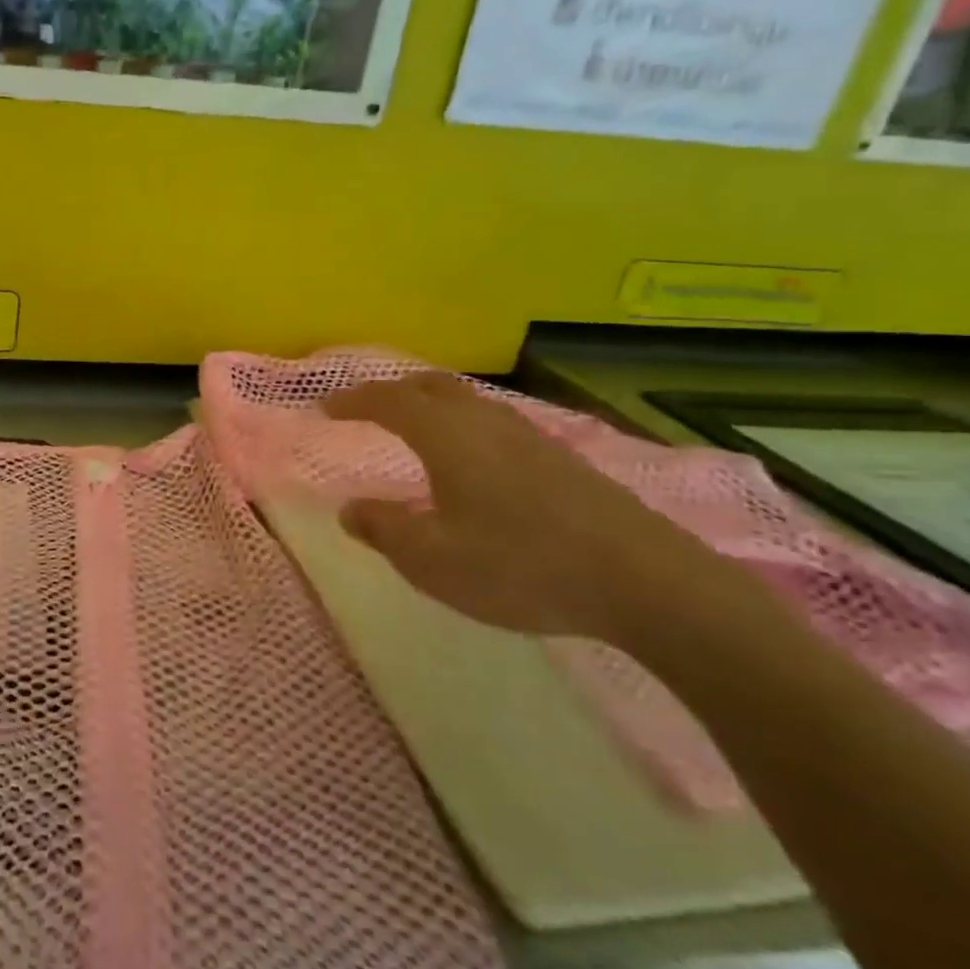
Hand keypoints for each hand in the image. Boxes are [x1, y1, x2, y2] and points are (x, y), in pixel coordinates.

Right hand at [323, 375, 720, 645]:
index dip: (352, 400)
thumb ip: (383, 530)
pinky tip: (473, 461)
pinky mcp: (563, 460)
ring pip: (468, 401)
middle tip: (367, 408)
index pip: (388, 401)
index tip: (324, 408)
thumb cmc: (521, 566)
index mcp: (447, 436)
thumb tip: (350, 509)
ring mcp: (530, 438)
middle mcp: (485, 422)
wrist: (645, 582)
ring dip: (432, 405)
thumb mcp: (432, 560)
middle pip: (431, 386)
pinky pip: (495, 422)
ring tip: (415, 429)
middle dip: (392, 391)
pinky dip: (464, 425)